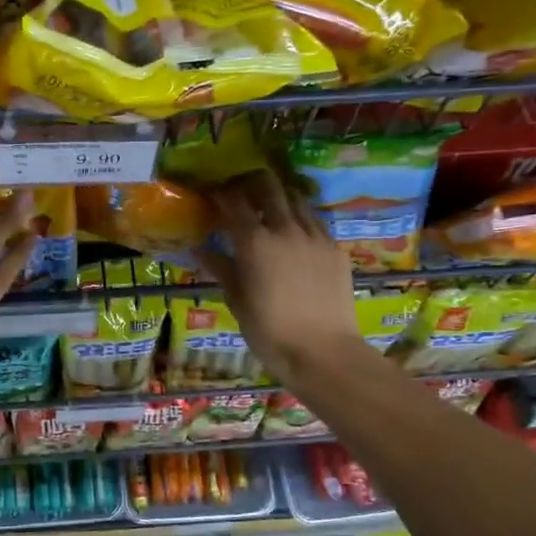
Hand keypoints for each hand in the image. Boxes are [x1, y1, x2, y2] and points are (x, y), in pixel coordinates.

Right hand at [202, 171, 368, 388]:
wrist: (324, 352)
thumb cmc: (270, 332)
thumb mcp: (237, 301)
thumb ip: (221, 268)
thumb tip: (200, 249)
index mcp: (255, 242)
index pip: (234, 201)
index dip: (220, 193)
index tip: (211, 193)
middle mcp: (286, 229)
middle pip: (269, 187)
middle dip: (252, 183)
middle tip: (241, 192)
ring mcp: (316, 236)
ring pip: (297, 198)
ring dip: (280, 197)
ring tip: (270, 207)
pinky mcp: (336, 249)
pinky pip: (316, 221)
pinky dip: (301, 217)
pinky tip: (296, 232)